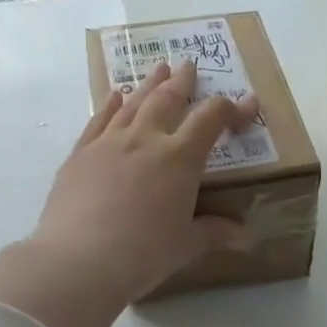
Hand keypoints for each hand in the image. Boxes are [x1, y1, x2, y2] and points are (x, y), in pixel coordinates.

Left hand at [0, 60, 260, 326]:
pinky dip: (109, 105)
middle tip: (189, 66)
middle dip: (183, 82)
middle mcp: (145, 139)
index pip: (211, 120)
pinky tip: (114, 96)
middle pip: (168, 99)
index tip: (248, 104)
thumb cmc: (142, 254)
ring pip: (133, 103)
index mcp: (179, 158)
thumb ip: (214, 233)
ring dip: (149, 85)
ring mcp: (109, 143)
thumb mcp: (185, 246)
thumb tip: (246, 236)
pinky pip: (99, 120)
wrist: (78, 261)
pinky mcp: (80, 154)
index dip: (233, 108)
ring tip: (158, 70)